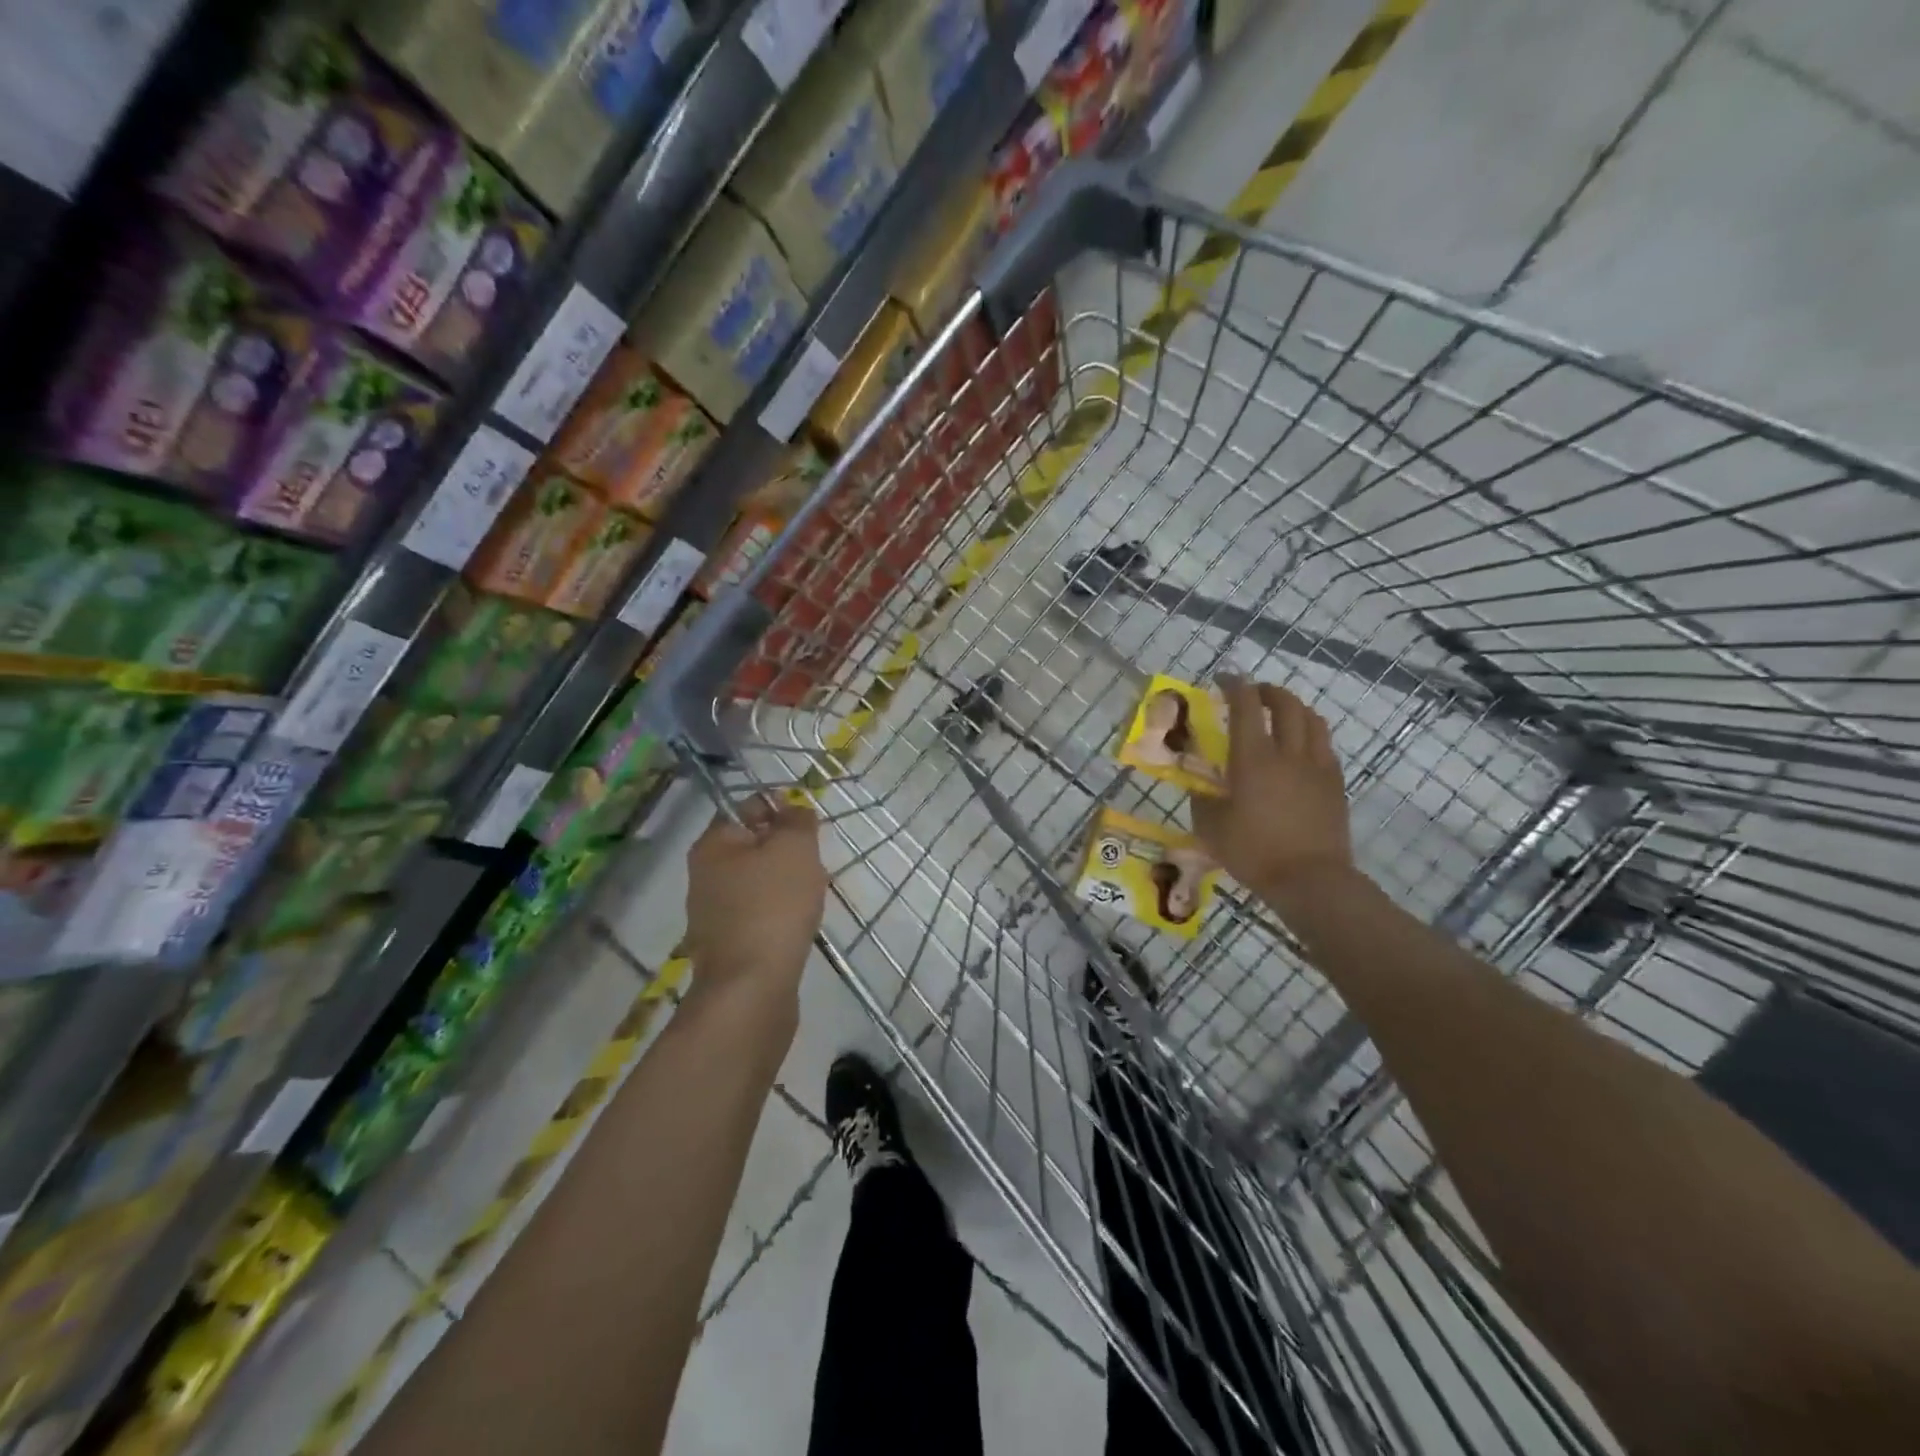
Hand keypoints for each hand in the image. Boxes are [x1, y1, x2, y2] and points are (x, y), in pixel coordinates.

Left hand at [684, 796, 826, 1008]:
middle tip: (815, 863)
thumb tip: (794, 809)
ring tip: (814, 894)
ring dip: (789, 882)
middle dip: (788, 850)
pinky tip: (801, 923)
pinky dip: (782, 911)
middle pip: (754, 845)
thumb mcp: (794, 848)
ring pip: (760, 881)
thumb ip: (797, 820)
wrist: (752, 988)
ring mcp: (714, 912)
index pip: (747, 807)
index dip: (781, 809)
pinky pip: (761, 912)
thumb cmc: (773, 906)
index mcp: (713, 844)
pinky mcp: (729, 943)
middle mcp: (705, 874)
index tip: (810, 826)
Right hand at [1191, 678, 1356, 906]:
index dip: (1234, 686)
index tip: (1224, 679)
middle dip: (1267, 691)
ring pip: (1312, 720)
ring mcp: (1316, 767)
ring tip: (1280, 716)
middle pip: (1286, 704)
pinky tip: (1300, 750)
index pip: (1245, 706)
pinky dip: (1310, 735)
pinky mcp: (1335, 784)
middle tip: (1253, 695)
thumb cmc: (1254, 852)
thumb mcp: (1211, 828)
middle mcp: (1288, 753)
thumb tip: (1201, 787)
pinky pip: (1324, 746)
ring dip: (1294, 709)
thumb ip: (1203, 800)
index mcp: (1253, 758)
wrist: (1311, 880)